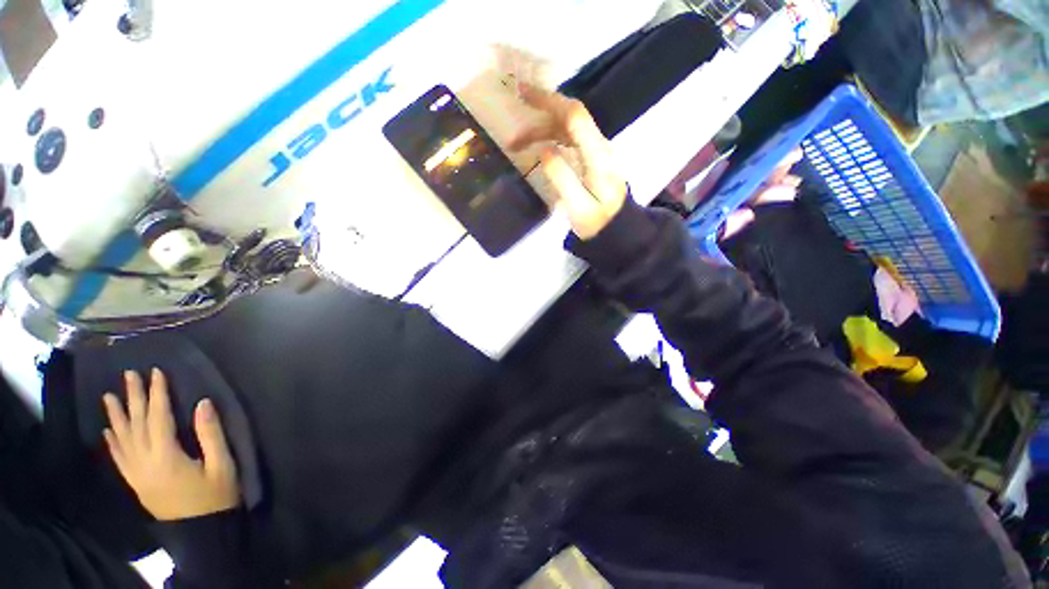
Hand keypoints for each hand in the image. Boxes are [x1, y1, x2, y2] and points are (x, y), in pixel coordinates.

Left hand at [103, 369, 239, 521]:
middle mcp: (144, 462)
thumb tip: (202, 403)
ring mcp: (136, 474)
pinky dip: (112, 442)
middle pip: (136, 425)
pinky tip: (108, 431)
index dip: (157, 394)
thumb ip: (210, 434)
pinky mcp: (135, 482)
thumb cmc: (216, 495)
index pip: (158, 418)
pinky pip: (119, 458)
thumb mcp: (221, 464)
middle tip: (129, 375)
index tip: (156, 372)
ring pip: (122, 440)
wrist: (201, 530)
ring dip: (116, 417)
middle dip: (133, 398)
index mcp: (166, 457)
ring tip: (109, 396)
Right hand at [507, 83, 627, 239]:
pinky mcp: (592, 157)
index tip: (521, 94)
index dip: (548, 100)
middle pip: (569, 117)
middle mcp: (599, 145)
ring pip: (566, 127)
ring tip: (516, 146)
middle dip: (538, 115)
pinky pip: (569, 137)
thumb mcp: (579, 208)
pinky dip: (549, 136)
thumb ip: (563, 179)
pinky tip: (536, 147)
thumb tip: (544, 151)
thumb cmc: (597, 223)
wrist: (617, 229)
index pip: (574, 115)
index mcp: (597, 155)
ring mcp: (596, 150)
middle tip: (512, 129)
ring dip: (540, 130)